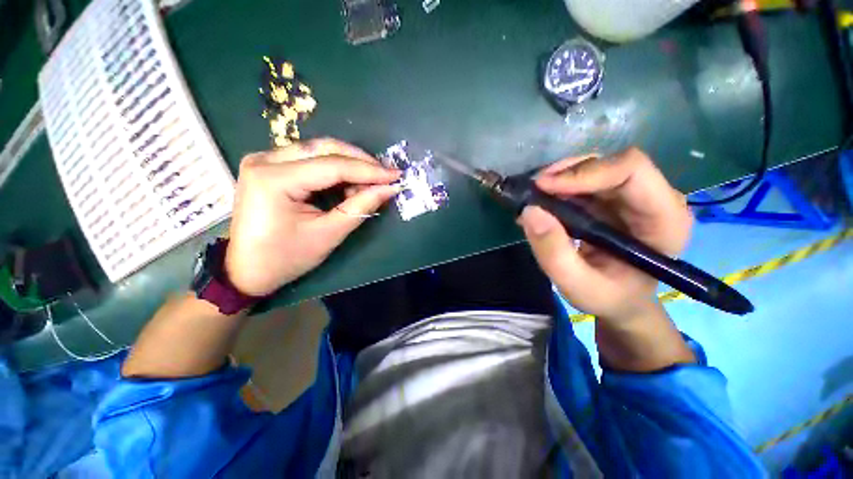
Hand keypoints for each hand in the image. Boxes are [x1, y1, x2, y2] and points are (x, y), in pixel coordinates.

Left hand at [225, 138, 400, 296]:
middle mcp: (265, 160)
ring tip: (369, 185)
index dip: (369, 170)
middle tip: (385, 177)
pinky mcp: (270, 166)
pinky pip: (311, 159)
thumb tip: (389, 189)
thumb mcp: (328, 234)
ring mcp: (265, 160)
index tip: (395, 175)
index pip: (332, 166)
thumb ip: (360, 207)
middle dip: (361, 162)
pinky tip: (349, 184)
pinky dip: (335, 170)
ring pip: (319, 151)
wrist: (247, 270)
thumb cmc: (286, 258)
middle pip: (325, 149)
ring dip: (350, 165)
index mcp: (274, 179)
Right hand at [519, 148, 692, 322]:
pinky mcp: (612, 198)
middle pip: (611, 164)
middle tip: (532, 190)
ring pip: (594, 167)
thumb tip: (530, 212)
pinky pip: (583, 180)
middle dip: (566, 173)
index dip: (586, 172)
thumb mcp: (577, 286)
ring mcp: (632, 196)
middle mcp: (654, 198)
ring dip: (559, 178)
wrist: (619, 300)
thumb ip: (554, 254)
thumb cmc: (608, 297)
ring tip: (532, 197)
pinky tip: (540, 202)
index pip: (632, 171)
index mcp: (664, 220)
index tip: (544, 187)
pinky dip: (557, 187)